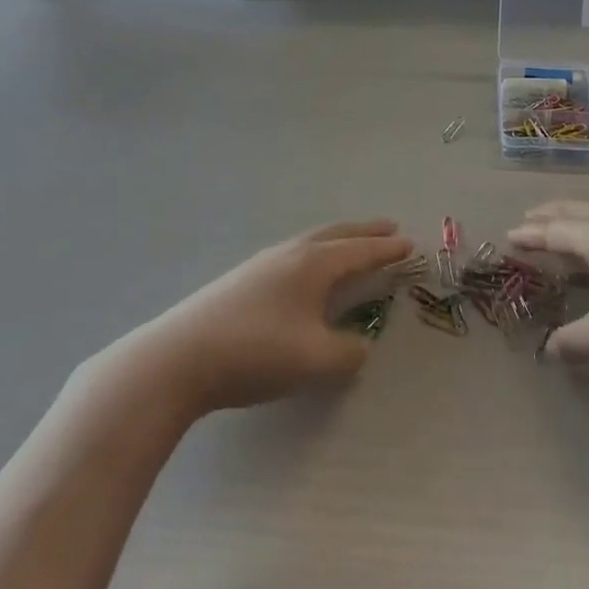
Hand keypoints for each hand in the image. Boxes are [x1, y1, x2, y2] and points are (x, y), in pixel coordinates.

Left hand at [125, 219, 412, 417]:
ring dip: (337, 242)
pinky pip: (292, 257)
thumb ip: (347, 352)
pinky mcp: (241, 281)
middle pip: (335, 235)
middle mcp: (289, 255)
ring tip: (350, 247)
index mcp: (313, 264)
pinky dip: (314, 257)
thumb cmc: (255, 352)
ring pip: (310, 244)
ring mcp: (261, 265)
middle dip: (364, 233)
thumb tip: (359, 345)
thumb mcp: (314, 360)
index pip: (359, 251)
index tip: (410, 243)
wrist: (179, 358)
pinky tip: (305, 275)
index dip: (387, 250)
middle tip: (389, 228)